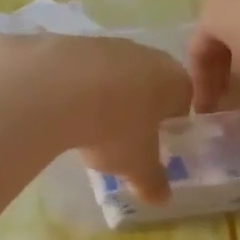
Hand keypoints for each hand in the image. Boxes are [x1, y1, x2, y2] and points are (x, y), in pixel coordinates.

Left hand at [0, 33, 192, 203]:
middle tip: (120, 138)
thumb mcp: (137, 164)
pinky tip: (59, 109)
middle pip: (147, 82)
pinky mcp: (70, 41)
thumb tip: (162, 198)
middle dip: (136, 108)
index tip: (154, 145)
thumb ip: (152, 181)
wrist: (57, 87)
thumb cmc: (115, 127)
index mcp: (172, 79)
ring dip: (103, 96)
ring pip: (112, 73)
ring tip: (84, 128)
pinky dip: (74, 88)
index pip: (183, 99)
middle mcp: (144, 54)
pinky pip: (79, 70)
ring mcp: (105, 43)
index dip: (171, 124)